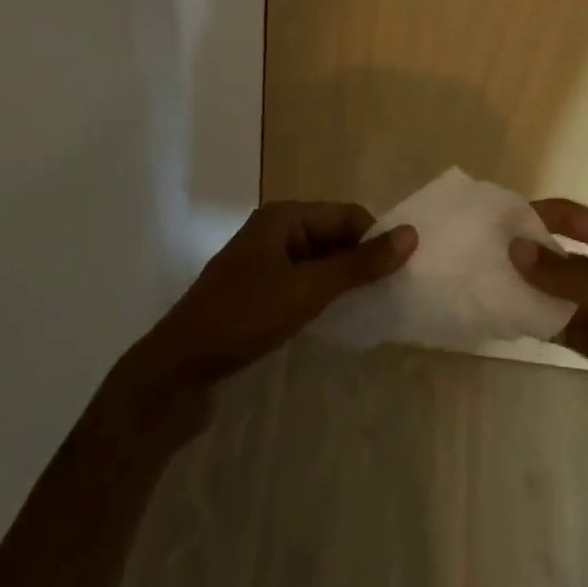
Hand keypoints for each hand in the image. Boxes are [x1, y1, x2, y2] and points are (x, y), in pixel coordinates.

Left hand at [121, 202, 416, 412]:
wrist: (176, 371)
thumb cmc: (243, 319)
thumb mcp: (307, 290)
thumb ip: (359, 265)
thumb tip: (411, 235)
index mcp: (284, 217)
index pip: (346, 215)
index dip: (375, 239)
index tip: (404, 273)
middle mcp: (274, 232)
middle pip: (333, 236)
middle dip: (361, 262)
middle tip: (393, 295)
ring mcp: (263, 264)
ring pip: (319, 263)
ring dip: (343, 282)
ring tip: (372, 309)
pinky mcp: (257, 294)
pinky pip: (303, 284)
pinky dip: (323, 297)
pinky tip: (337, 321)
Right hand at [509, 199, 587, 477]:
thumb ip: (567, 277)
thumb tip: (513, 246)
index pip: (574, 218)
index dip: (536, 215)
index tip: (493, 221)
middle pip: (565, 254)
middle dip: (527, 254)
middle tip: (477, 256)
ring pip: (562, 293)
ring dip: (530, 290)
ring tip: (483, 286)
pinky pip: (568, 326)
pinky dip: (542, 323)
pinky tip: (508, 320)